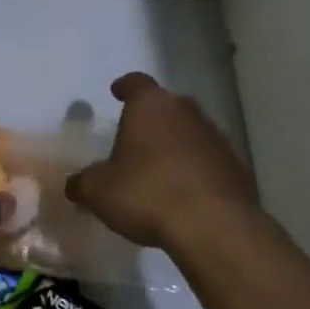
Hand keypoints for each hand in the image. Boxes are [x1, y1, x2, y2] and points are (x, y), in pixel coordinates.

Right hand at [66, 74, 257, 251]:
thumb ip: (83, 183)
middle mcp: (186, 112)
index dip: (125, 87)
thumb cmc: (146, 194)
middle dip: (151, 118)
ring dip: (175, 144)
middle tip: (135, 136)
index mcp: (150, 106)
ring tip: (158, 169)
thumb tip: (75, 185)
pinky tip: (183, 192)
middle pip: (166, 106)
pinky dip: (194, 169)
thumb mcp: (99, 191)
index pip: (136, 83)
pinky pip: (207, 160)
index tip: (117, 91)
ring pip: (189, 132)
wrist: (212, 224)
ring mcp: (215, 137)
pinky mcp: (234, 166)